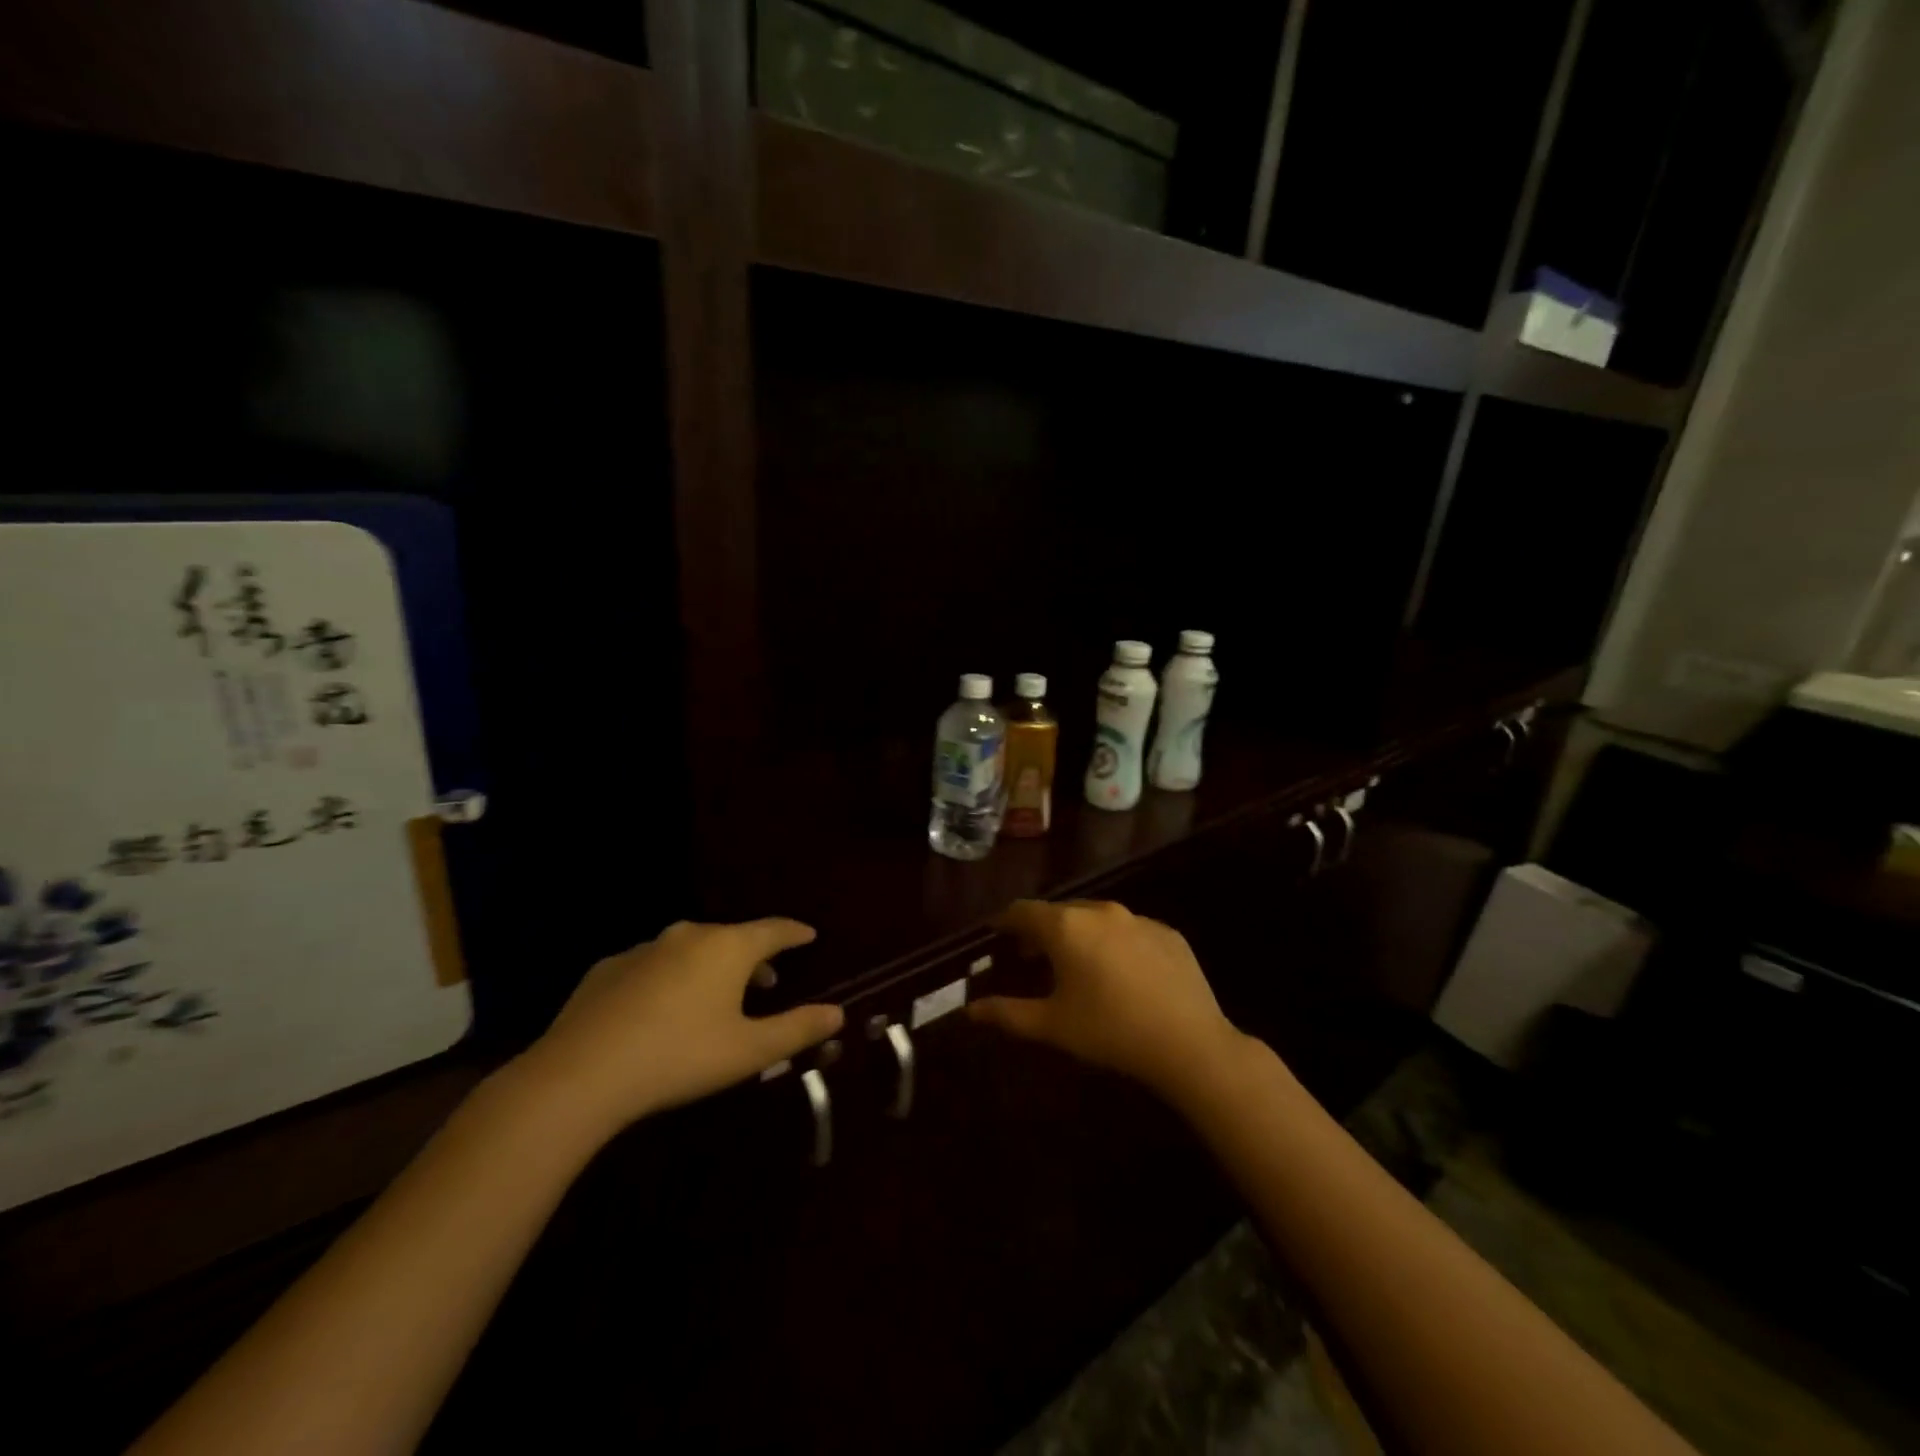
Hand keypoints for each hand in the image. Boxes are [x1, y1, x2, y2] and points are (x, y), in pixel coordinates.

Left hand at [510, 919, 843, 1138]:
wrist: (579, 1076)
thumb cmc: (679, 1057)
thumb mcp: (749, 1051)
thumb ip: (797, 1029)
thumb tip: (837, 1013)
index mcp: (728, 947)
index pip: (773, 929)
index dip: (794, 933)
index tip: (809, 936)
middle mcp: (688, 935)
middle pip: (732, 938)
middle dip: (753, 957)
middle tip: (766, 981)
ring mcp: (644, 949)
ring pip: (691, 950)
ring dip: (710, 967)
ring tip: (716, 997)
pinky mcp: (608, 969)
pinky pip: (653, 966)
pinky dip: (669, 978)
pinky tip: (661, 1009)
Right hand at [968, 899, 1247, 1101]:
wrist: (1189, 1043)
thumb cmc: (1110, 1031)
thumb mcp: (1052, 1025)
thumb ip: (1007, 1013)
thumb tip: (970, 1010)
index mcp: (1066, 926)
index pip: (1023, 911)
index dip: (1005, 922)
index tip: (996, 934)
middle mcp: (1101, 910)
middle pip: (1059, 912)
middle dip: (1041, 930)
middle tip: (1031, 956)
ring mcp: (1139, 919)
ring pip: (1096, 918)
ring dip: (1078, 934)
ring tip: (1075, 965)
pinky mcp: (1167, 933)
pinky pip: (1129, 931)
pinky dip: (1114, 944)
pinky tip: (1120, 974)